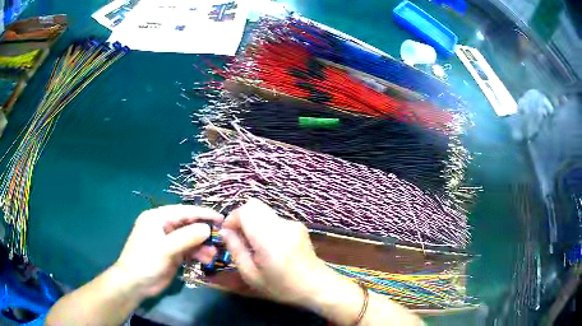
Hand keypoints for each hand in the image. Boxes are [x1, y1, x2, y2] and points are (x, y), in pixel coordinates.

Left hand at [114, 205, 223, 298]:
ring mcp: (168, 241)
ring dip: (202, 246)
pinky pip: (188, 250)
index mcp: (157, 218)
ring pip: (190, 239)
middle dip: (204, 233)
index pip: (184, 211)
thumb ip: (187, 237)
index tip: (221, 218)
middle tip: (221, 240)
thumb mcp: (166, 249)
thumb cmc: (146, 262)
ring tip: (213, 255)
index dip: (203, 214)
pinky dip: (198, 254)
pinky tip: (207, 259)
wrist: (134, 284)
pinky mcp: (172, 254)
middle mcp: (163, 226)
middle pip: (188, 225)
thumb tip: (207, 228)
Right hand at [220, 199, 330, 305]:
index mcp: (270, 239)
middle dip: (241, 218)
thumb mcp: (252, 276)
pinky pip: (274, 219)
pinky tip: (269, 246)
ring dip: (253, 223)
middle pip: (254, 205)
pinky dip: (264, 227)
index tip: (227, 233)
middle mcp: (282, 225)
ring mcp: (292, 224)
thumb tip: (225, 232)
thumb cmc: (282, 287)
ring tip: (253, 245)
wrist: (317, 286)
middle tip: (238, 237)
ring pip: (263, 212)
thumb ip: (236, 251)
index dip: (232, 218)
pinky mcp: (298, 225)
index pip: (246, 211)